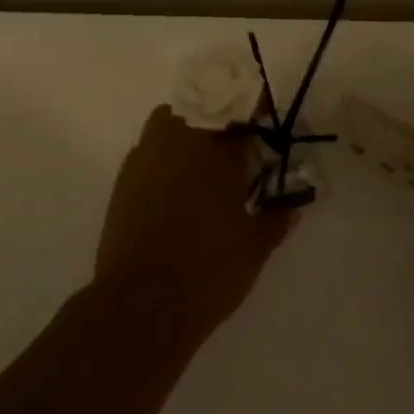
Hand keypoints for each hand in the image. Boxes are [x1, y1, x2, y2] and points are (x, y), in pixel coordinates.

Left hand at [93, 105, 296, 340]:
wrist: (142, 303)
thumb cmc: (208, 271)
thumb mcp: (254, 249)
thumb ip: (275, 221)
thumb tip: (291, 208)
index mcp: (215, 153)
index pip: (240, 118)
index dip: (256, 121)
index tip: (266, 130)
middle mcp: (176, 144)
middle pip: (198, 110)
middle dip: (217, 120)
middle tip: (233, 147)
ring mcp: (144, 160)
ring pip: (166, 123)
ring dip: (185, 131)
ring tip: (201, 163)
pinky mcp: (122, 181)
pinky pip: (146, 151)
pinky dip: (162, 156)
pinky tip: (172, 186)